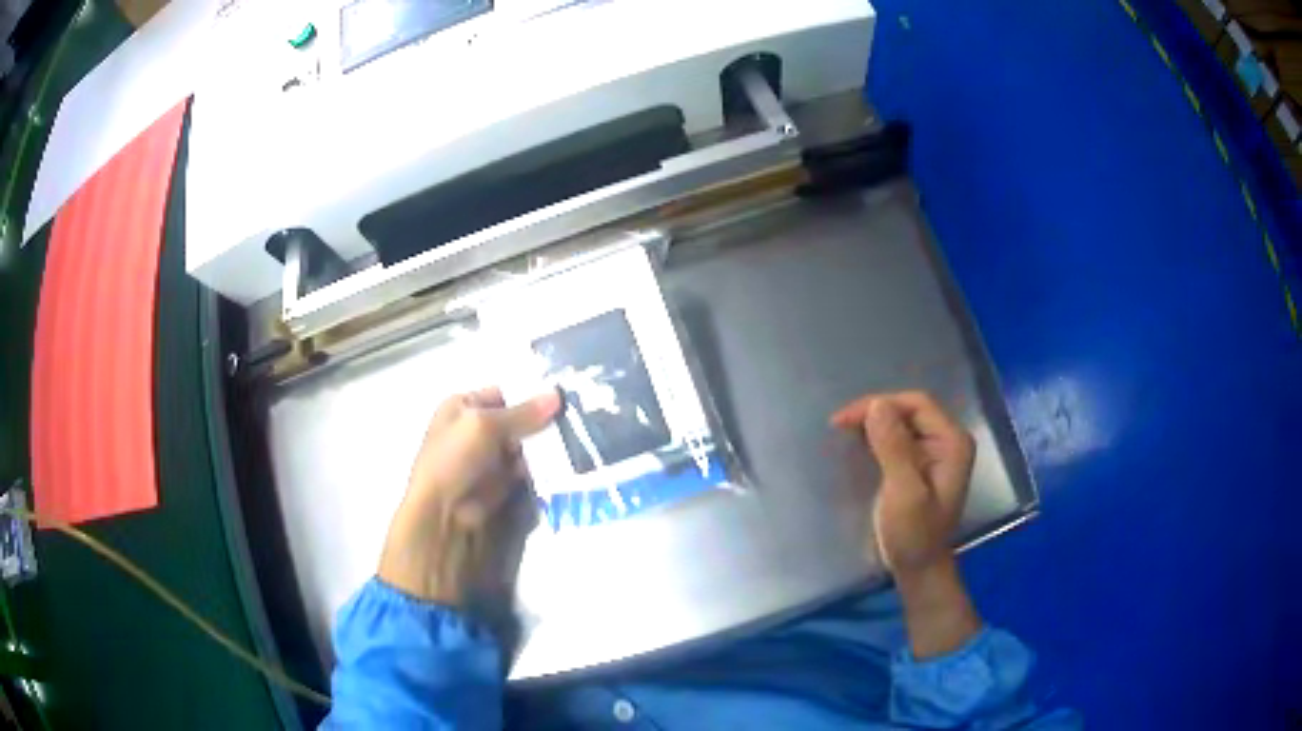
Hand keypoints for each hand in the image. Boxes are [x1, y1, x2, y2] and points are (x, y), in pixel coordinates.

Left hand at [378, 388, 560, 605]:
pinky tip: (563, 462)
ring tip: (574, 441)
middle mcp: (475, 428)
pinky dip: (541, 466)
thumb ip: (522, 413)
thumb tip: (557, 395)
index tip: (563, 398)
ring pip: (524, 444)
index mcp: (463, 406)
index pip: (503, 393)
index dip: (530, 394)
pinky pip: (526, 467)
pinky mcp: (501, 480)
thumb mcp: (485, 426)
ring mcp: (489, 456)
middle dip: (542, 422)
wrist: (443, 512)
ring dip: (544, 445)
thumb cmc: (455, 457)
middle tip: (575, 420)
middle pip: (517, 419)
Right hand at [831, 390, 974, 577]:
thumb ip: (893, 447)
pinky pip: (900, 439)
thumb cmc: (913, 534)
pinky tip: (859, 445)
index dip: (880, 404)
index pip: (917, 404)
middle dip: (875, 412)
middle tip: (839, 426)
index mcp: (952, 442)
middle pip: (910, 410)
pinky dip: (878, 438)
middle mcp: (948, 441)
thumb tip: (876, 404)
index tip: (844, 420)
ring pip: (903, 422)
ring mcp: (936, 454)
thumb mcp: (903, 492)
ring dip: (874, 423)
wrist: (918, 569)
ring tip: (845, 432)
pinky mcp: (922, 465)